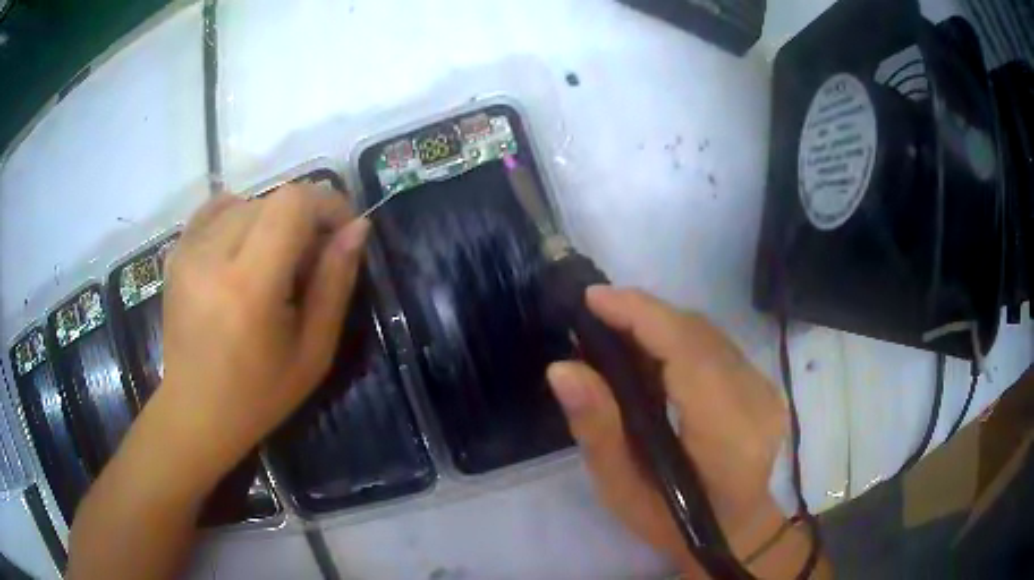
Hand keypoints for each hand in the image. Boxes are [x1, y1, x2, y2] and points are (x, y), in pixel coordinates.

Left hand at [154, 185, 369, 487]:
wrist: (195, 411)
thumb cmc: (260, 395)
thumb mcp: (313, 351)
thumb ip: (335, 283)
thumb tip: (358, 227)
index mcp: (249, 286)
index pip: (293, 203)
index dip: (327, 204)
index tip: (342, 232)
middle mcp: (212, 256)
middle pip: (272, 199)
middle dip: (303, 219)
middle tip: (309, 263)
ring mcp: (187, 251)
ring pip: (247, 202)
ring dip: (271, 221)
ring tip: (273, 264)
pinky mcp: (176, 252)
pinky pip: (216, 210)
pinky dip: (239, 217)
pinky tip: (242, 251)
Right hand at [547, 287, 790, 573]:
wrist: (734, 531)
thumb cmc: (674, 523)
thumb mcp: (622, 490)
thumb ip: (597, 428)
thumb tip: (563, 369)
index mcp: (727, 430)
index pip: (687, 349)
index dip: (641, 315)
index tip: (593, 299)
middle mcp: (756, 398)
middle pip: (698, 333)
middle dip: (644, 315)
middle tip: (594, 318)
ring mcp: (766, 389)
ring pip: (708, 334)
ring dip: (660, 325)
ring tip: (615, 333)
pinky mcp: (764, 385)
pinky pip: (717, 347)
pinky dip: (679, 340)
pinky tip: (651, 354)